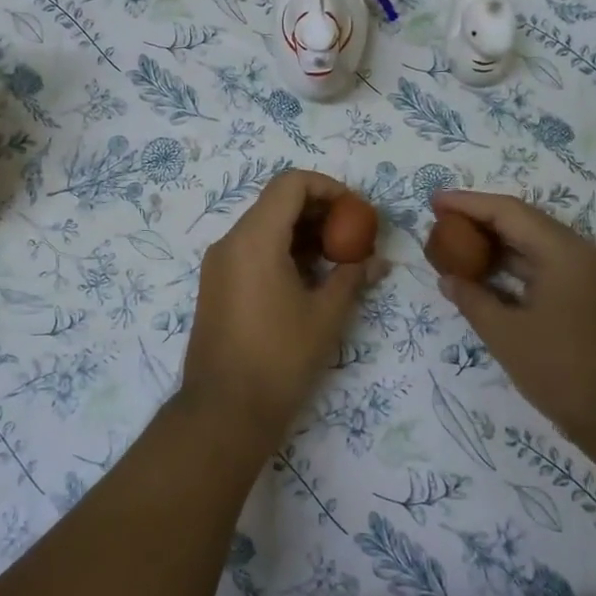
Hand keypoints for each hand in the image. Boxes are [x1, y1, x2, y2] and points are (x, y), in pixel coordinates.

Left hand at [180, 170, 387, 446]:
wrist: (223, 411)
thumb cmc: (279, 358)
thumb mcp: (326, 315)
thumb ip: (352, 277)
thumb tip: (378, 261)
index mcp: (254, 239)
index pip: (291, 184)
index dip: (328, 187)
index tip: (356, 211)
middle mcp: (230, 241)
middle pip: (277, 202)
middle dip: (320, 211)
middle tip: (354, 235)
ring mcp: (219, 264)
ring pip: (265, 227)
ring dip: (303, 233)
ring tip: (338, 259)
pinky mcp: (217, 285)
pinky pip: (252, 250)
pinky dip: (283, 251)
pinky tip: (311, 278)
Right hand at [431, 190, 595, 435]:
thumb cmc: (564, 372)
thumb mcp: (506, 336)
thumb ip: (472, 300)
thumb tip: (448, 278)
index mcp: (565, 253)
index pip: (509, 212)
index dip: (468, 204)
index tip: (434, 201)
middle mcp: (583, 254)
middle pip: (525, 223)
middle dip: (481, 220)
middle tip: (442, 222)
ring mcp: (593, 277)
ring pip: (538, 246)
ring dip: (499, 244)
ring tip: (459, 245)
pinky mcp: (595, 298)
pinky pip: (549, 268)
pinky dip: (517, 267)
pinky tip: (490, 276)